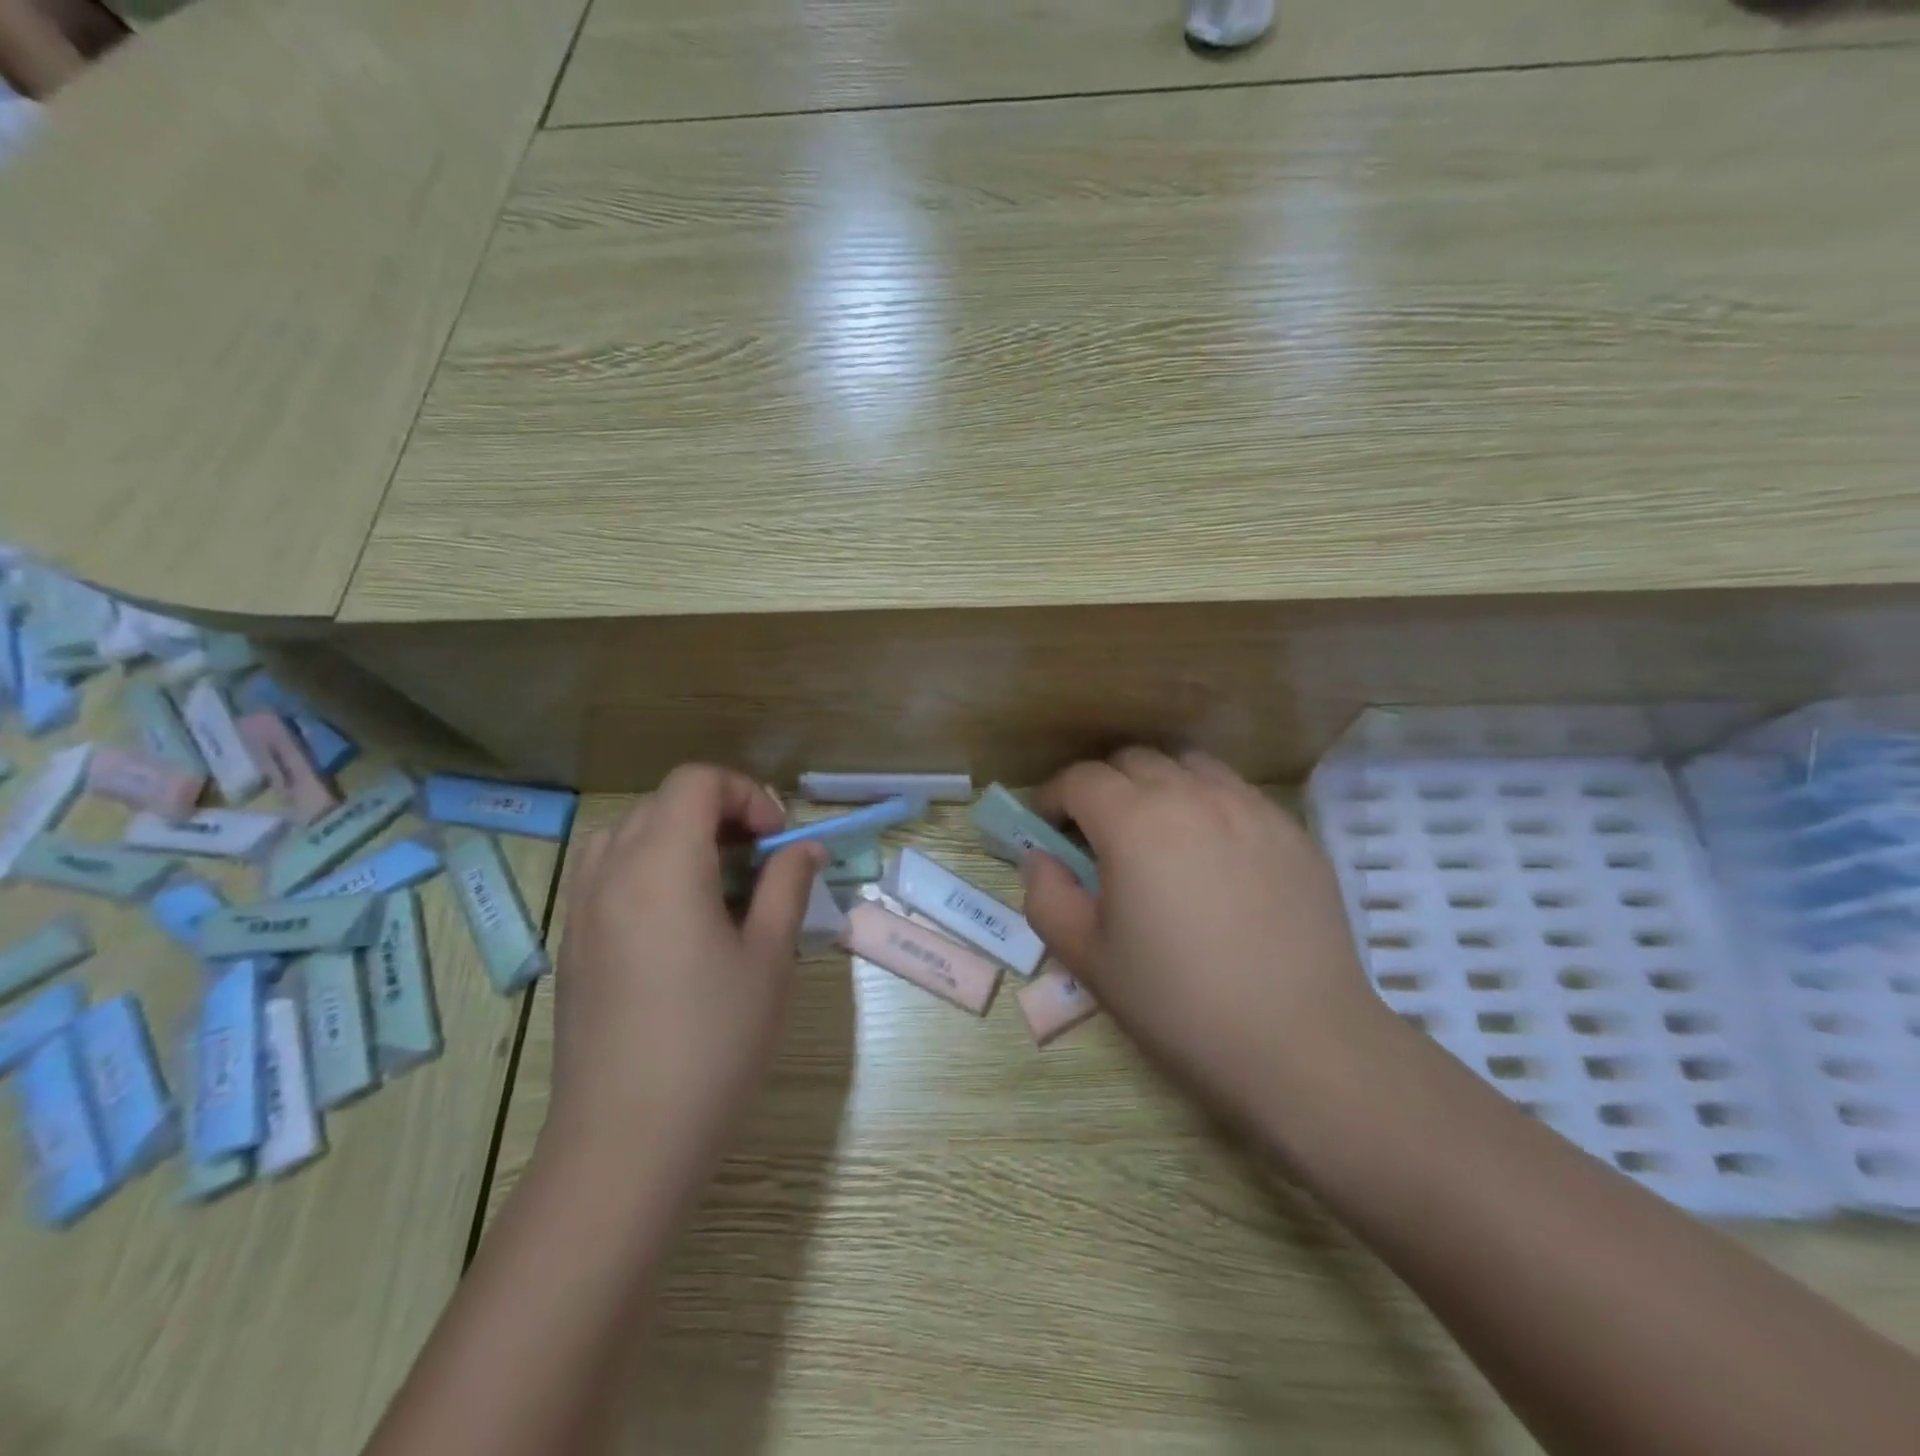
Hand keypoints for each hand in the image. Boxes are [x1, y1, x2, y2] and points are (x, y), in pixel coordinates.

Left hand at [541, 765, 821, 1194]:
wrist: (627, 1142)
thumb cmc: (713, 1043)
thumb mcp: (768, 957)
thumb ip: (787, 886)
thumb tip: (804, 848)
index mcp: (661, 865)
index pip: (696, 782)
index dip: (747, 794)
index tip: (778, 840)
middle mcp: (611, 872)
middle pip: (663, 802)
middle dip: (719, 813)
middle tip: (759, 859)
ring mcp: (582, 909)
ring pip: (628, 832)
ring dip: (678, 836)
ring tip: (717, 882)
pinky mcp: (572, 945)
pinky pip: (606, 872)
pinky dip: (646, 866)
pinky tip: (678, 920)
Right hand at [1020, 748, 1394, 1130]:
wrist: (1302, 1045)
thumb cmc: (1180, 1005)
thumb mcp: (1089, 959)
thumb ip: (1048, 897)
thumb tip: (1042, 858)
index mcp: (1135, 823)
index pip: (1080, 779)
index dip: (1054, 797)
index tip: (1050, 828)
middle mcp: (1192, 796)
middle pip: (1133, 760)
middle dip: (1103, 787)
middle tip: (1099, 835)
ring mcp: (1250, 807)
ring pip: (1189, 766)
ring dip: (1159, 785)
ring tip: (1159, 834)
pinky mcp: (1291, 830)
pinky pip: (1237, 792)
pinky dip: (1208, 803)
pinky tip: (1215, 854)